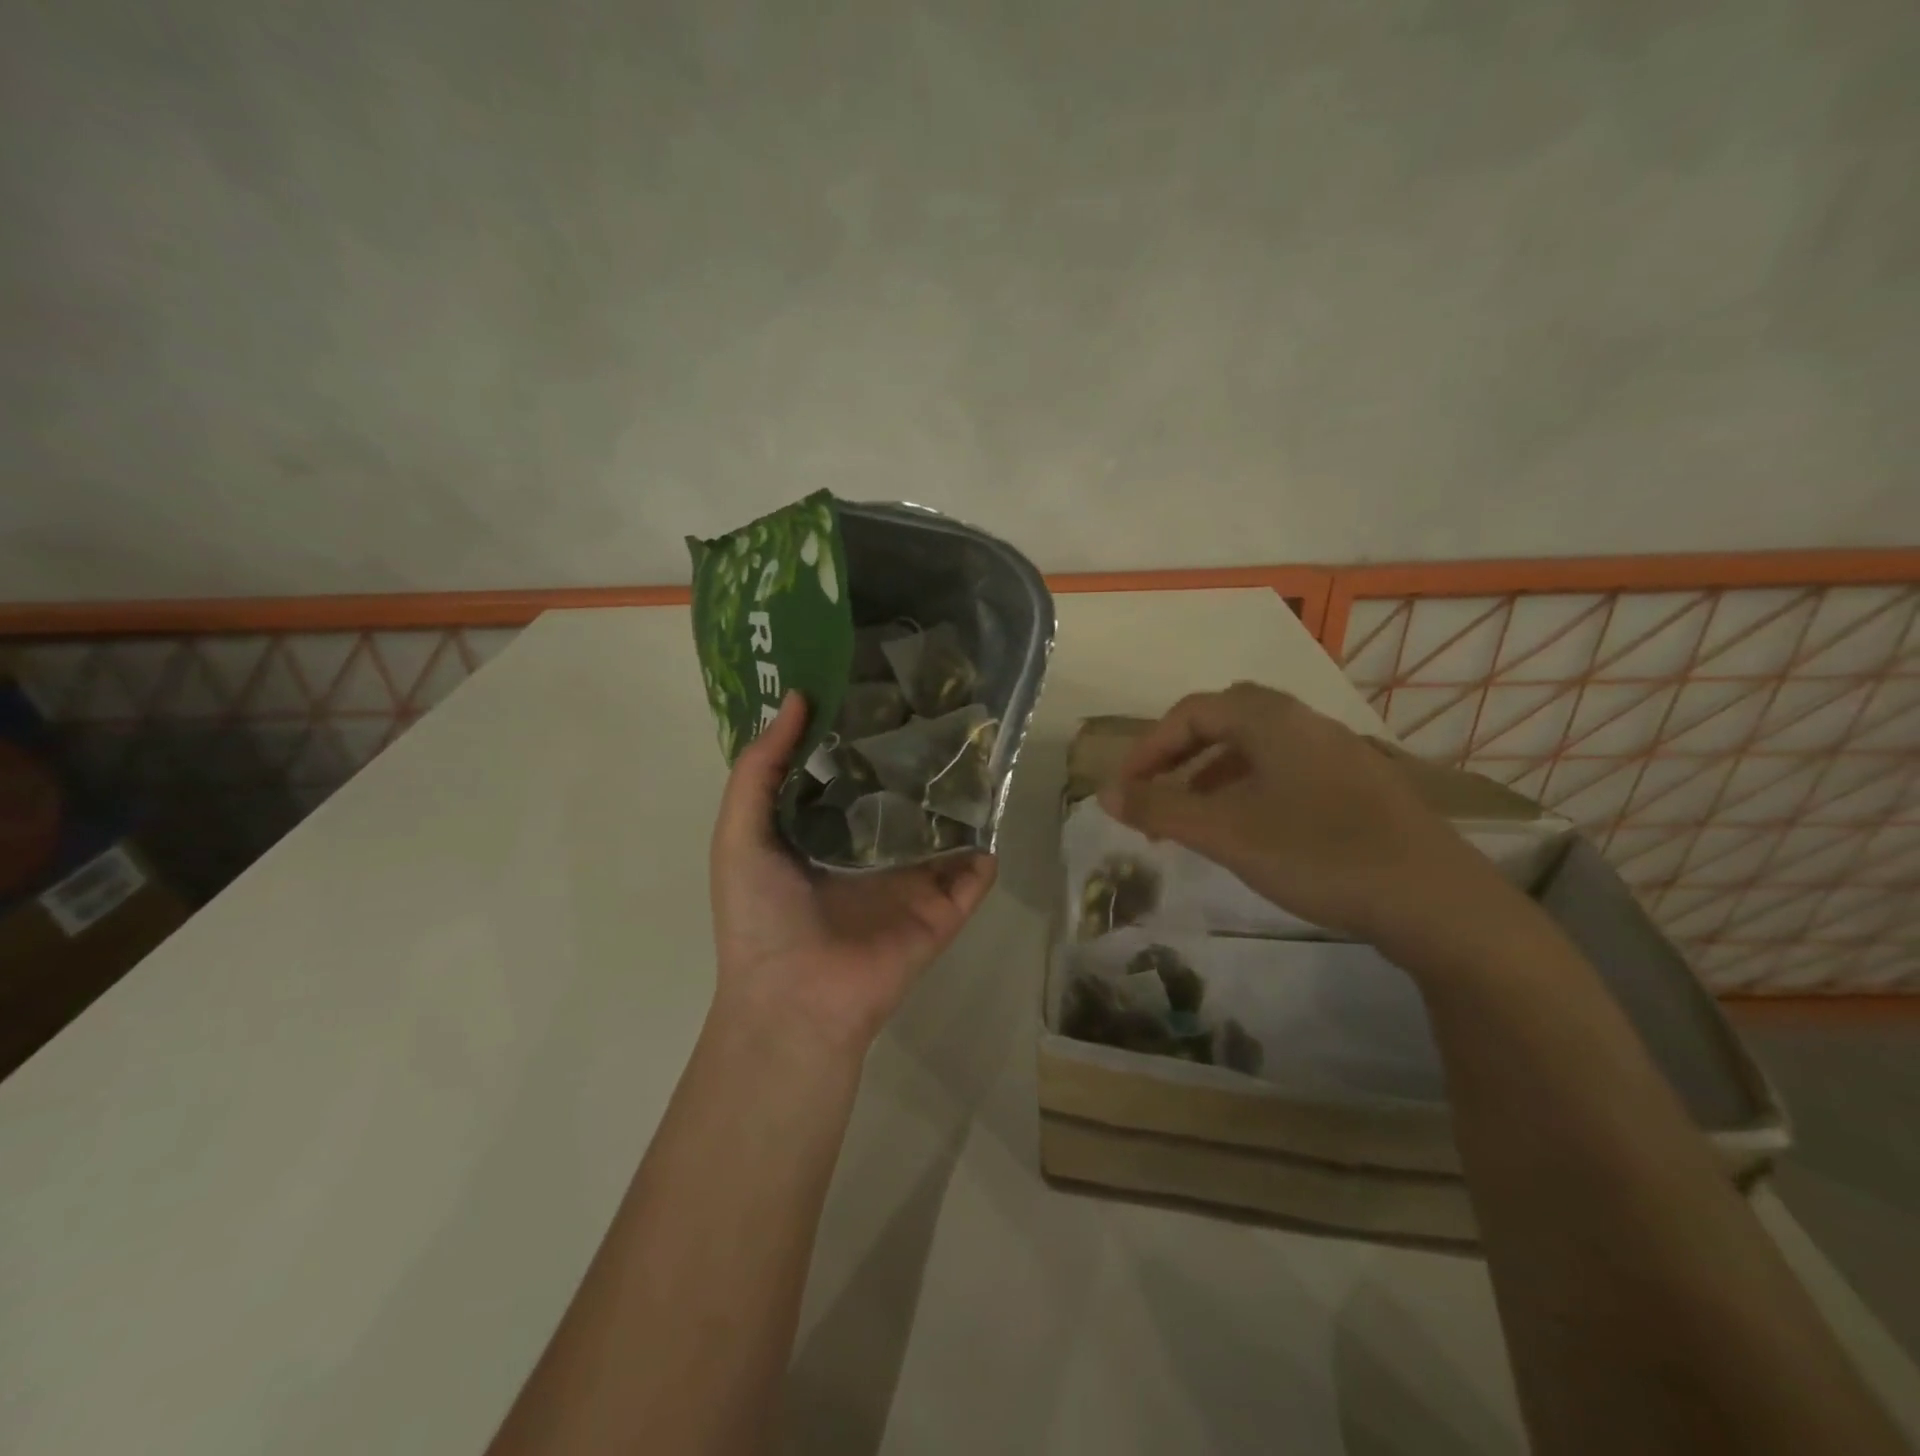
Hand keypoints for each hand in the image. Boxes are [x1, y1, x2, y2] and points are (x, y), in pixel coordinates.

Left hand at [709, 693, 996, 1054]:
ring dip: (962, 800)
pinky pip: (973, 876)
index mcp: (824, 835)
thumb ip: (760, 768)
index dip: (864, 736)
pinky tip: (995, 811)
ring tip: (982, 750)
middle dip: (920, 762)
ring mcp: (910, 883)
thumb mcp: (740, 833)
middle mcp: (870, 854)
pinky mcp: (941, 912)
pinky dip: (986, 850)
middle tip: (943, 709)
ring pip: (945, 832)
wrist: (794, 1000)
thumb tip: (799, 698)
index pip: (852, 776)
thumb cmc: (760, 915)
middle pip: (904, 798)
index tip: (884, 689)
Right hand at [1099, 682, 1507, 948]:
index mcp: (1272, 720)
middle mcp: (1307, 723)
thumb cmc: (1318, 854)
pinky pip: (1288, 770)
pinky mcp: (1362, 786)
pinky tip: (1252, 830)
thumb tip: (1104, 793)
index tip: (1125, 789)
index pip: (1192, 711)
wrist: (1436, 902)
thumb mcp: (1226, 833)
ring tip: (1195, 818)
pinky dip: (1252, 788)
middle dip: (1181, 754)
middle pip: (1226, 719)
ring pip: (1259, 747)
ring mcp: (1341, 753)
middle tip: (1158, 794)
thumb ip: (1160, 810)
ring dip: (1214, 773)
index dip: (1149, 746)